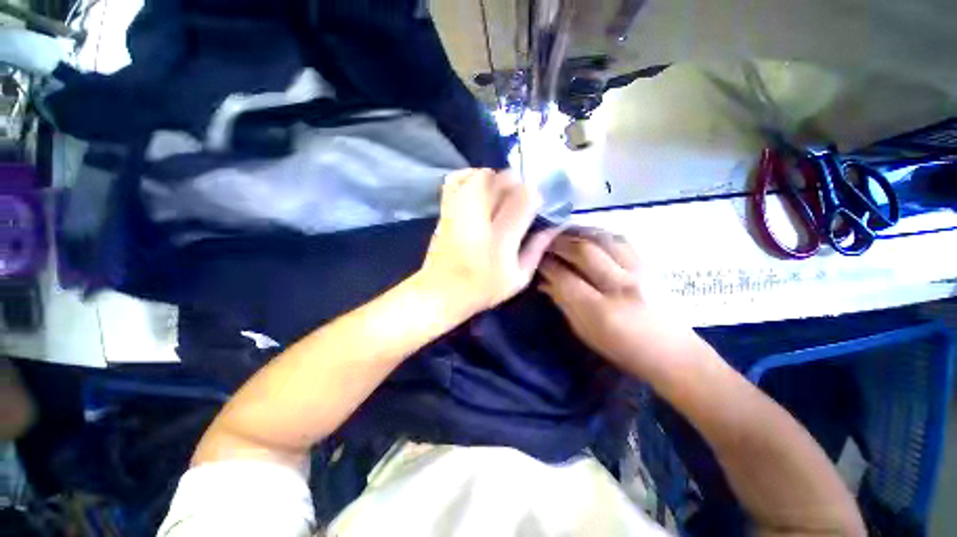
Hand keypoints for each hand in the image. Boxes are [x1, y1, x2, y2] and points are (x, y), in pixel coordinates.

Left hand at [419, 169, 558, 316]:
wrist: (442, 291)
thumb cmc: (483, 289)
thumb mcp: (518, 278)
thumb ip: (536, 250)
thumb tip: (553, 227)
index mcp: (501, 238)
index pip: (524, 198)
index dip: (535, 194)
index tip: (537, 203)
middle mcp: (480, 218)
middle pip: (503, 180)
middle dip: (517, 183)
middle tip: (519, 197)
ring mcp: (459, 211)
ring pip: (481, 175)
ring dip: (495, 178)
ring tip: (500, 193)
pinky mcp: (445, 210)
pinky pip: (456, 180)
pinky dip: (470, 176)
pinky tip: (477, 189)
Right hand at [539, 231, 698, 378]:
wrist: (673, 351)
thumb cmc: (622, 349)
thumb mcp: (585, 332)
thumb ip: (563, 303)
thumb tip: (544, 281)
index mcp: (602, 311)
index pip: (565, 278)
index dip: (546, 265)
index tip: (533, 259)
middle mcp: (621, 286)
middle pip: (584, 251)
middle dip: (558, 242)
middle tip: (543, 240)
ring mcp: (638, 270)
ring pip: (602, 238)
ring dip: (577, 232)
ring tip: (561, 233)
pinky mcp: (648, 263)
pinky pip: (619, 239)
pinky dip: (597, 233)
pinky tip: (587, 235)